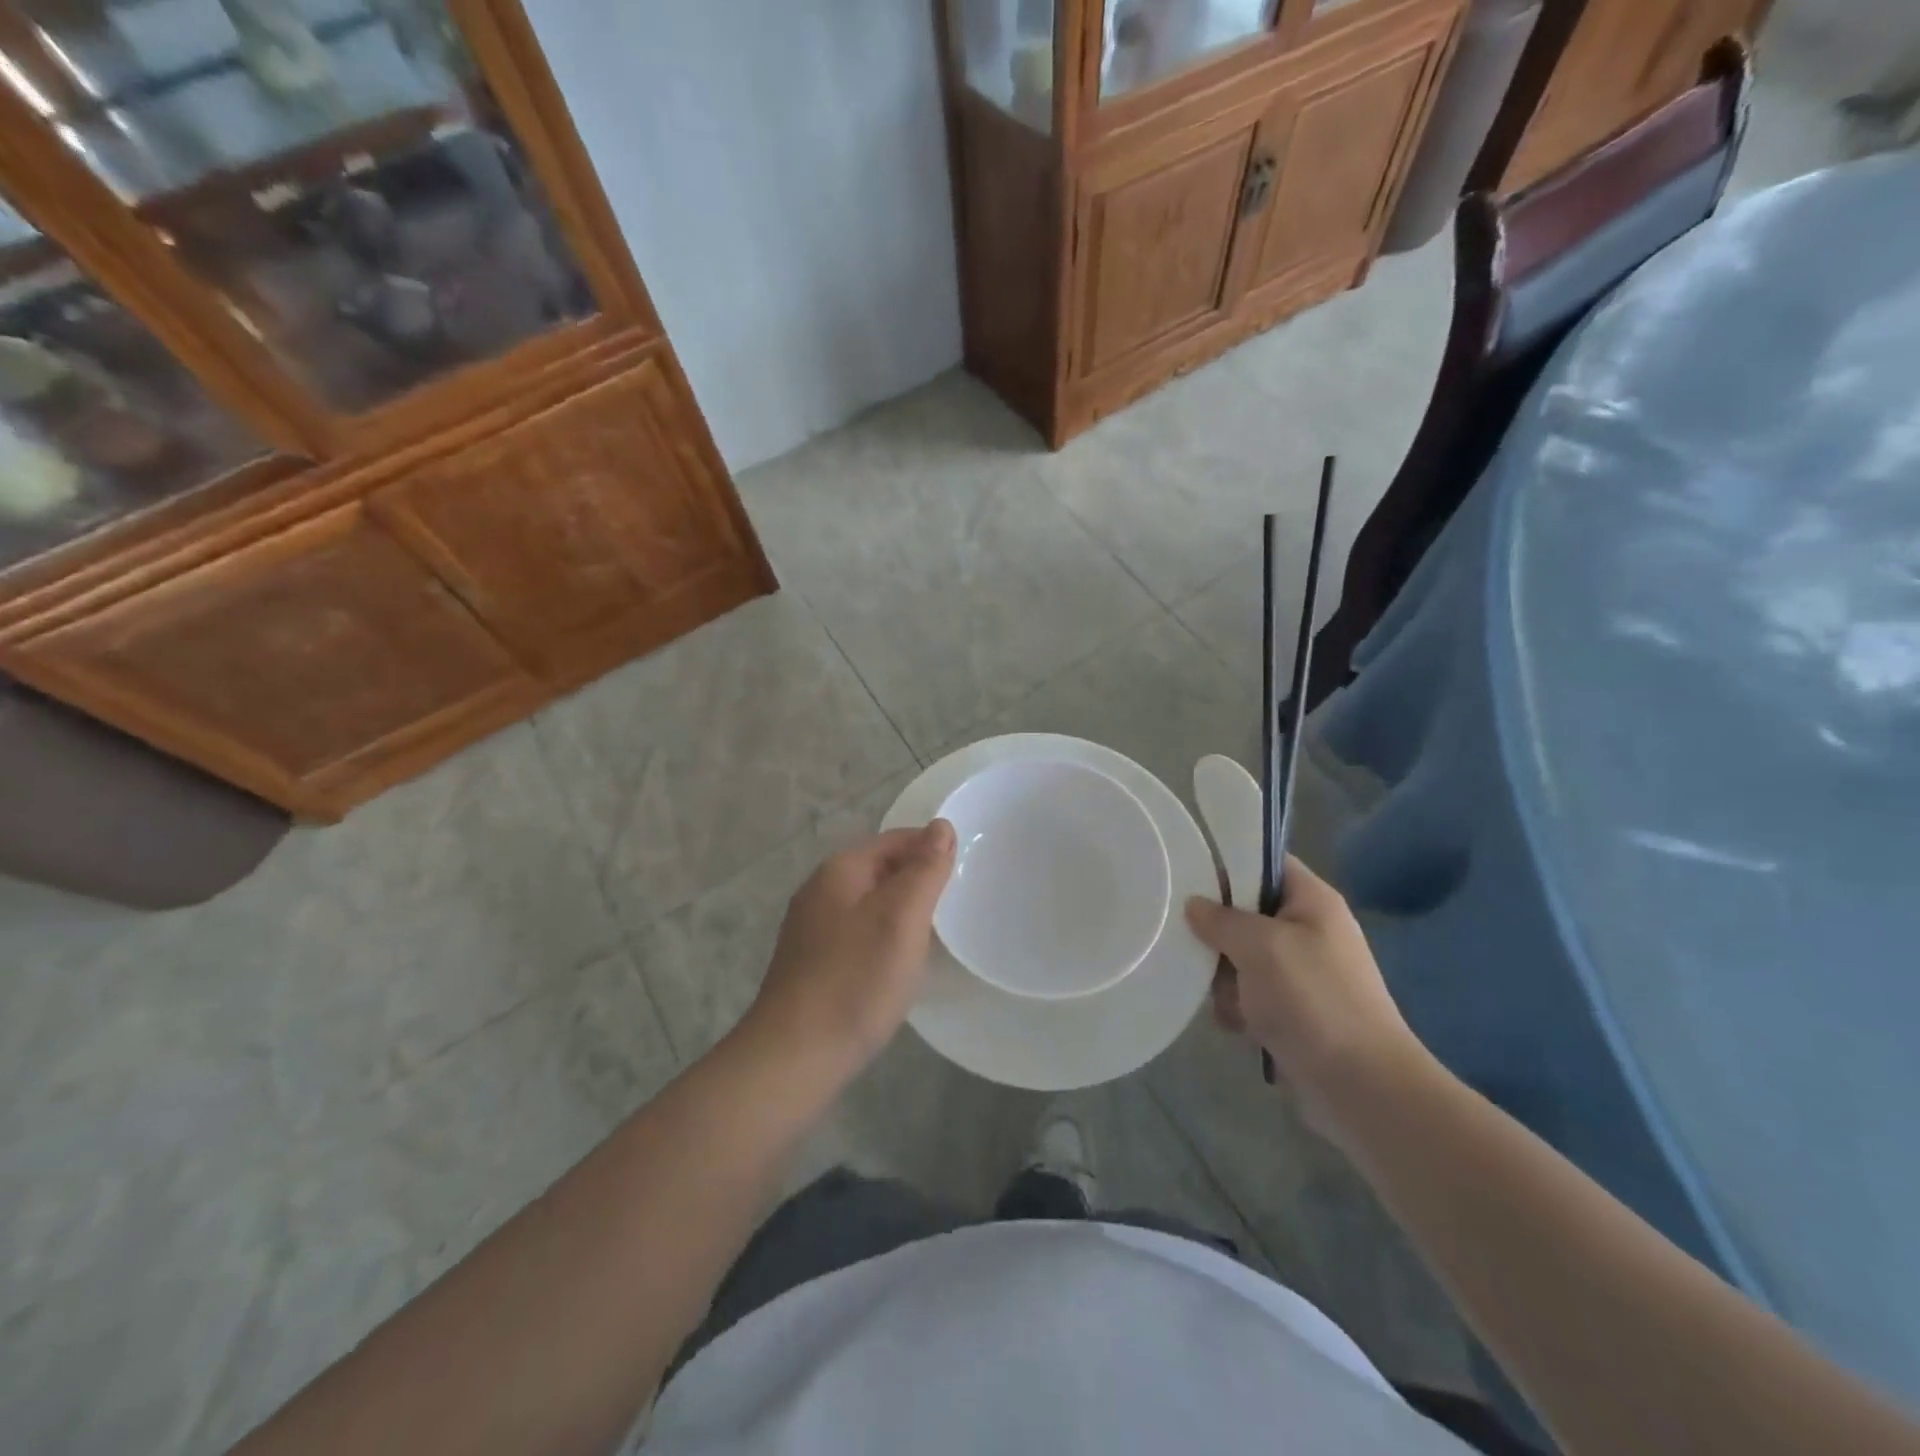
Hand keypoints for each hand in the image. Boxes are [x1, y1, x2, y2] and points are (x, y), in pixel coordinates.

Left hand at [746, 822, 956, 1070]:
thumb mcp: (901, 917)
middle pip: (881, 869)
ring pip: (870, 903)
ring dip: (903, 911)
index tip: (968, 872)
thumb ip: (924, 869)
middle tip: (958, 905)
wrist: (795, 1056)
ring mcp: (812, 928)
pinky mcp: (813, 962)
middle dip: (919, 880)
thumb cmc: (855, 980)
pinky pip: (859, 933)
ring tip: (936, 934)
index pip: (896, 840)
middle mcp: (821, 890)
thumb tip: (941, 826)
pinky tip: (899, 963)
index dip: (933, 849)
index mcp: (840, 870)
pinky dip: (884, 938)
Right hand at [1184, 855, 1426, 1134]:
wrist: (1361, 1087)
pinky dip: (1238, 1008)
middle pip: (1246, 912)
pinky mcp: (1294, 1012)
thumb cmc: (1313, 999)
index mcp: (1312, 901)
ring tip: (1223, 997)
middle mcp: (1309, 931)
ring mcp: (1302, 974)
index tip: (1187, 874)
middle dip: (1218, 933)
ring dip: (1225, 977)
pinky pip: (1250, 995)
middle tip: (1196, 944)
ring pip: (1241, 957)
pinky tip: (1236, 1025)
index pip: (1265, 863)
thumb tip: (1194, 904)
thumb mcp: (1259, 945)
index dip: (1228, 863)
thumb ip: (1220, 919)